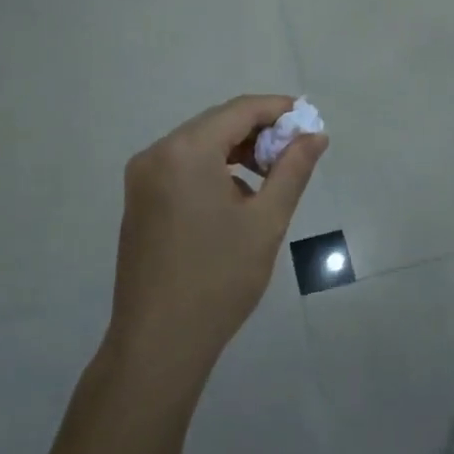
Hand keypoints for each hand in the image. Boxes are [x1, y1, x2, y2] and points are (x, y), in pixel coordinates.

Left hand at [107, 95, 326, 384]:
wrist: (159, 343)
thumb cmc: (219, 278)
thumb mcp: (266, 221)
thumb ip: (293, 169)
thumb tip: (315, 135)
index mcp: (185, 151)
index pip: (239, 110)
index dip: (278, 110)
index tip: (309, 122)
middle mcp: (157, 153)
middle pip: (216, 124)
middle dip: (259, 132)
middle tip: (296, 152)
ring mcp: (142, 178)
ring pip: (199, 145)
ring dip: (237, 151)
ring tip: (271, 177)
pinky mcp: (139, 200)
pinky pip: (182, 167)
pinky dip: (213, 169)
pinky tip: (237, 197)